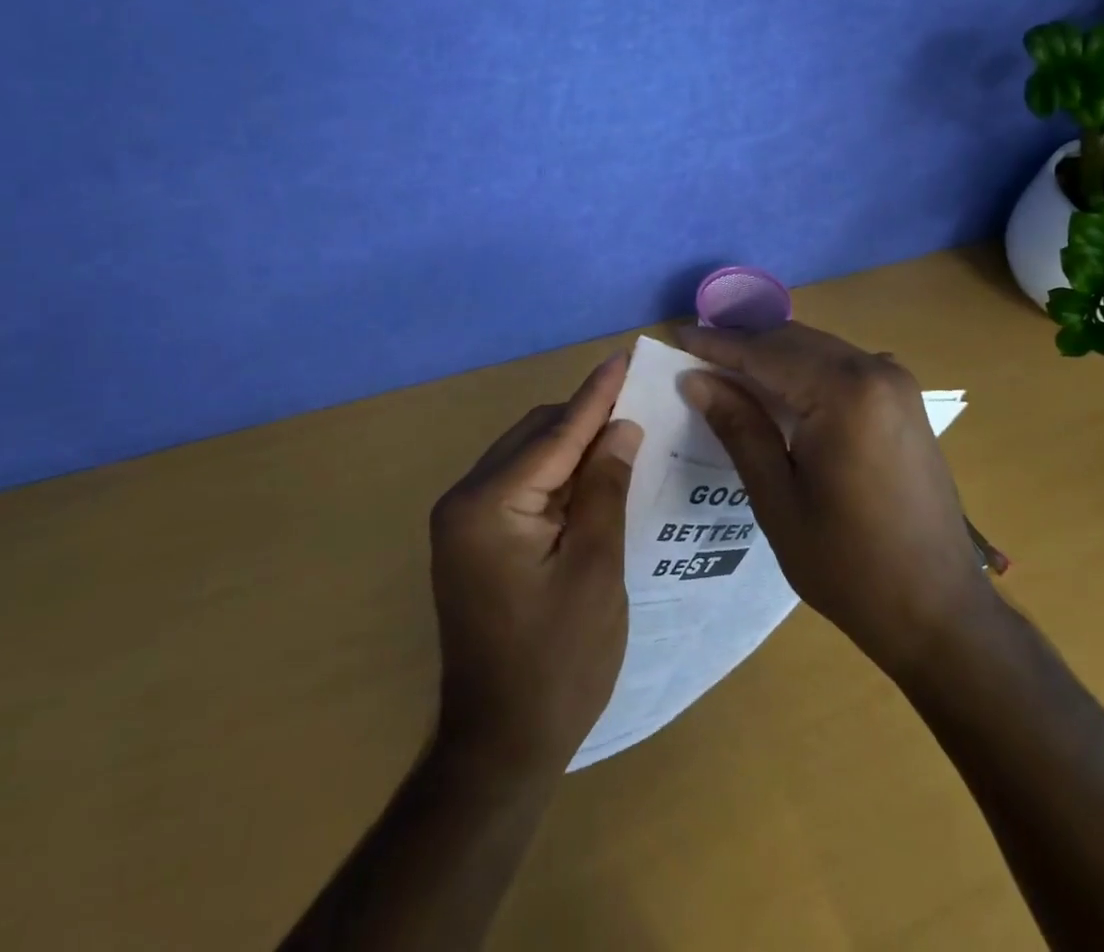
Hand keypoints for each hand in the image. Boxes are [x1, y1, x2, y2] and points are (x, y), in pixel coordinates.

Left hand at [428, 353, 642, 778]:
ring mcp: (464, 521)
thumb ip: (606, 487)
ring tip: (624, 433)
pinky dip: (558, 476)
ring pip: (528, 457)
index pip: (555, 433)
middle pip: (536, 437)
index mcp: (488, 505)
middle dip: (586, 419)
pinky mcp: (473, 540)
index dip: (596, 394)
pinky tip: (593, 475)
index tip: (625, 356)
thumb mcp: (596, 569)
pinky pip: (521, 486)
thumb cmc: (559, 662)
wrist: (501, 746)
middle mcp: (465, 500)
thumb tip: (621, 427)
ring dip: (573, 446)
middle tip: (639, 402)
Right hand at [675, 323, 989, 675]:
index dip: (718, 345)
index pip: (766, 353)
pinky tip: (779, 389)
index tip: (676, 337)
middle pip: (794, 341)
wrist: (939, 611)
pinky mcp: (905, 401)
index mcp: (845, 393)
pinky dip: (805, 369)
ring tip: (726, 368)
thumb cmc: (849, 565)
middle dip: (744, 344)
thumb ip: (739, 428)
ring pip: (819, 349)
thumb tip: (696, 380)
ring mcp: (897, 384)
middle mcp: (876, 372)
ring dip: (774, 355)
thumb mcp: (778, 500)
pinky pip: (844, 367)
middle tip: (695, 353)